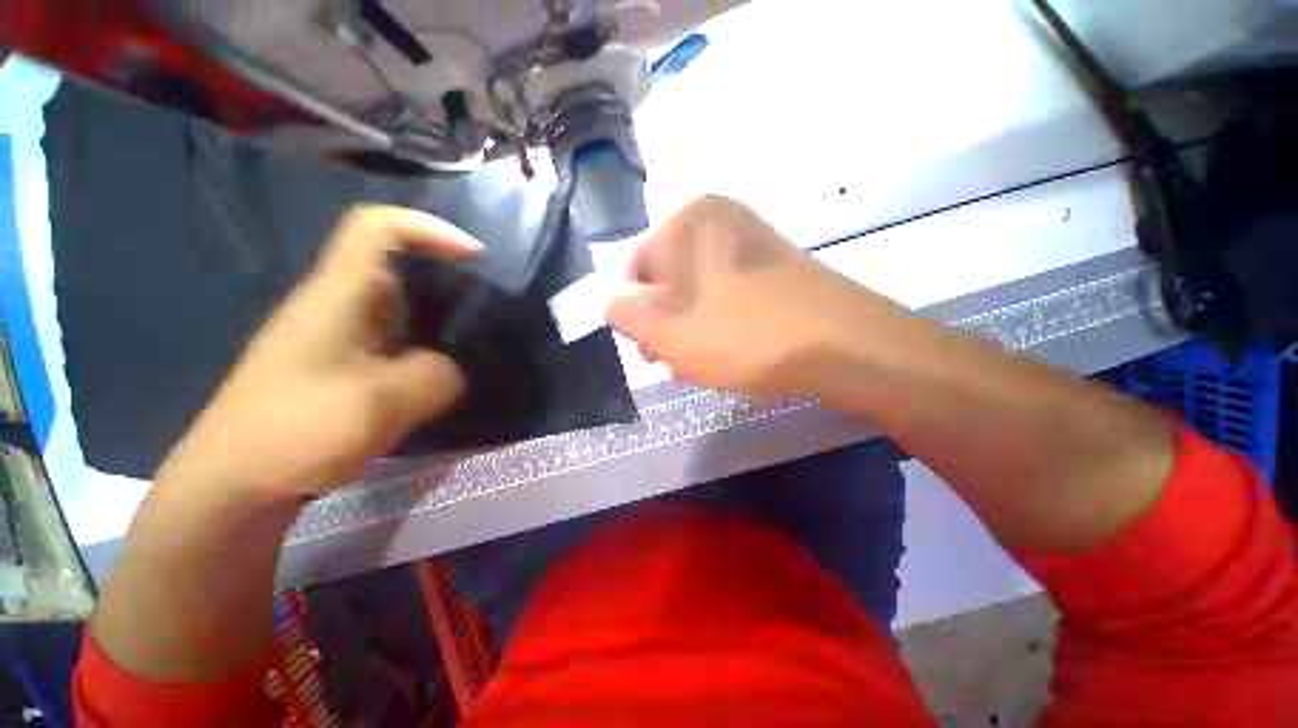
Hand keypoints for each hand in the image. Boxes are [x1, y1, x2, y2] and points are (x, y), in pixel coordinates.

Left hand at [156, 205, 478, 499]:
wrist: (233, 484)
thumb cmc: (297, 431)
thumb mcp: (384, 402)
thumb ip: (439, 376)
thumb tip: (452, 371)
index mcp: (340, 294)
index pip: (378, 227)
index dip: (429, 228)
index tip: (475, 257)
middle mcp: (338, 305)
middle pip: (399, 267)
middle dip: (448, 281)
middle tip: (488, 310)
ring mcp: (339, 338)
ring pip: (401, 309)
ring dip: (440, 321)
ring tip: (475, 345)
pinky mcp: (342, 367)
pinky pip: (395, 342)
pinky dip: (425, 350)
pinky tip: (441, 377)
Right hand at [608, 196, 875, 396]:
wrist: (838, 344)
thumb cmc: (739, 334)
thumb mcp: (663, 332)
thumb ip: (623, 314)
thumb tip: (619, 305)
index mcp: (686, 220)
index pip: (636, 271)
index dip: (640, 316)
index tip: (656, 350)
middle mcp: (717, 218)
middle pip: (669, 280)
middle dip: (667, 323)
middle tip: (680, 359)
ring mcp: (750, 238)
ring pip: (698, 290)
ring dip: (692, 326)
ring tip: (708, 358)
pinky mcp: (773, 263)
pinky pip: (728, 293)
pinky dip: (721, 320)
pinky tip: (733, 347)